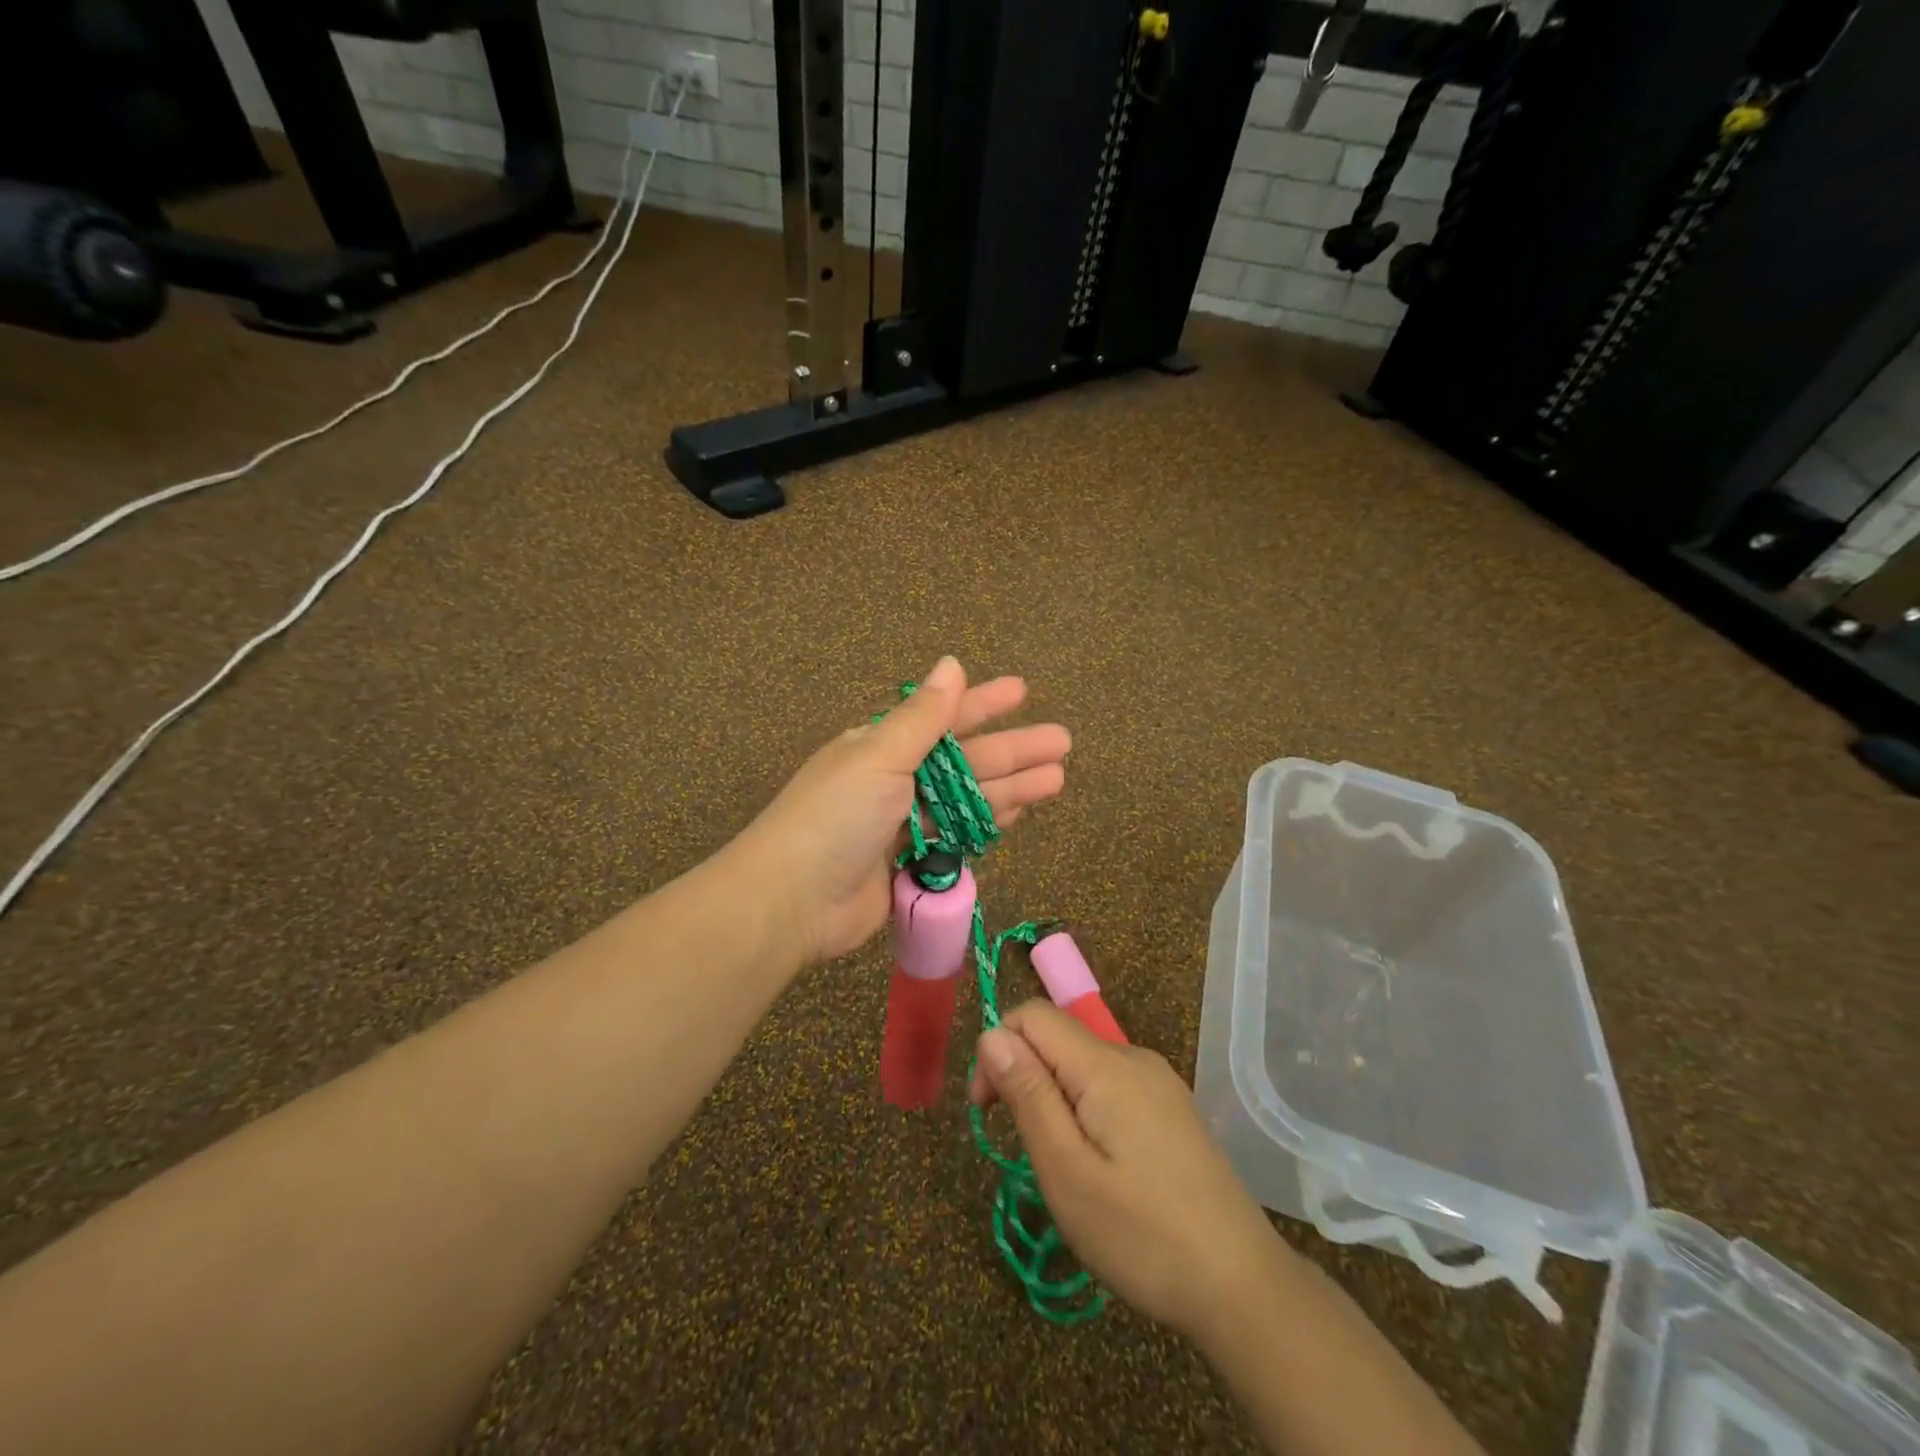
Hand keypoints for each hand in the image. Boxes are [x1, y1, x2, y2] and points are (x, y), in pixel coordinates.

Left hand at [734, 658, 1070, 964]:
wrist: (793, 900)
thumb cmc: (837, 816)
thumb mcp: (879, 756)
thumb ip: (923, 717)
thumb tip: (952, 663)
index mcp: (881, 746)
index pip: (942, 717)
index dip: (983, 703)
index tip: (1022, 691)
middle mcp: (895, 779)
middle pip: (965, 759)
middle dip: (1013, 749)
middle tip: (1062, 742)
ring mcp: (903, 823)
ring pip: (968, 799)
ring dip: (1011, 787)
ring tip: (1057, 779)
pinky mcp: (911, 862)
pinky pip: (958, 835)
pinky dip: (987, 823)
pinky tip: (1019, 813)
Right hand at [968, 1000, 1293, 1343]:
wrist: (1244, 1287)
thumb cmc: (1143, 1236)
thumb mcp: (1067, 1171)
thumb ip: (1028, 1094)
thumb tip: (992, 1034)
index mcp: (1106, 1065)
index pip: (1032, 1015)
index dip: (997, 1050)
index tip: (988, 1112)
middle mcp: (1134, 1057)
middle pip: (1058, 1038)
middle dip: (1025, 1078)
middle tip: (1026, 1151)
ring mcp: (1159, 1082)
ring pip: (1083, 1065)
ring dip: (1054, 1099)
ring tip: (1063, 1168)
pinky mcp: (1173, 1109)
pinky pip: (1111, 1087)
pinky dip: (1086, 1110)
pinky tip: (1100, 1167)